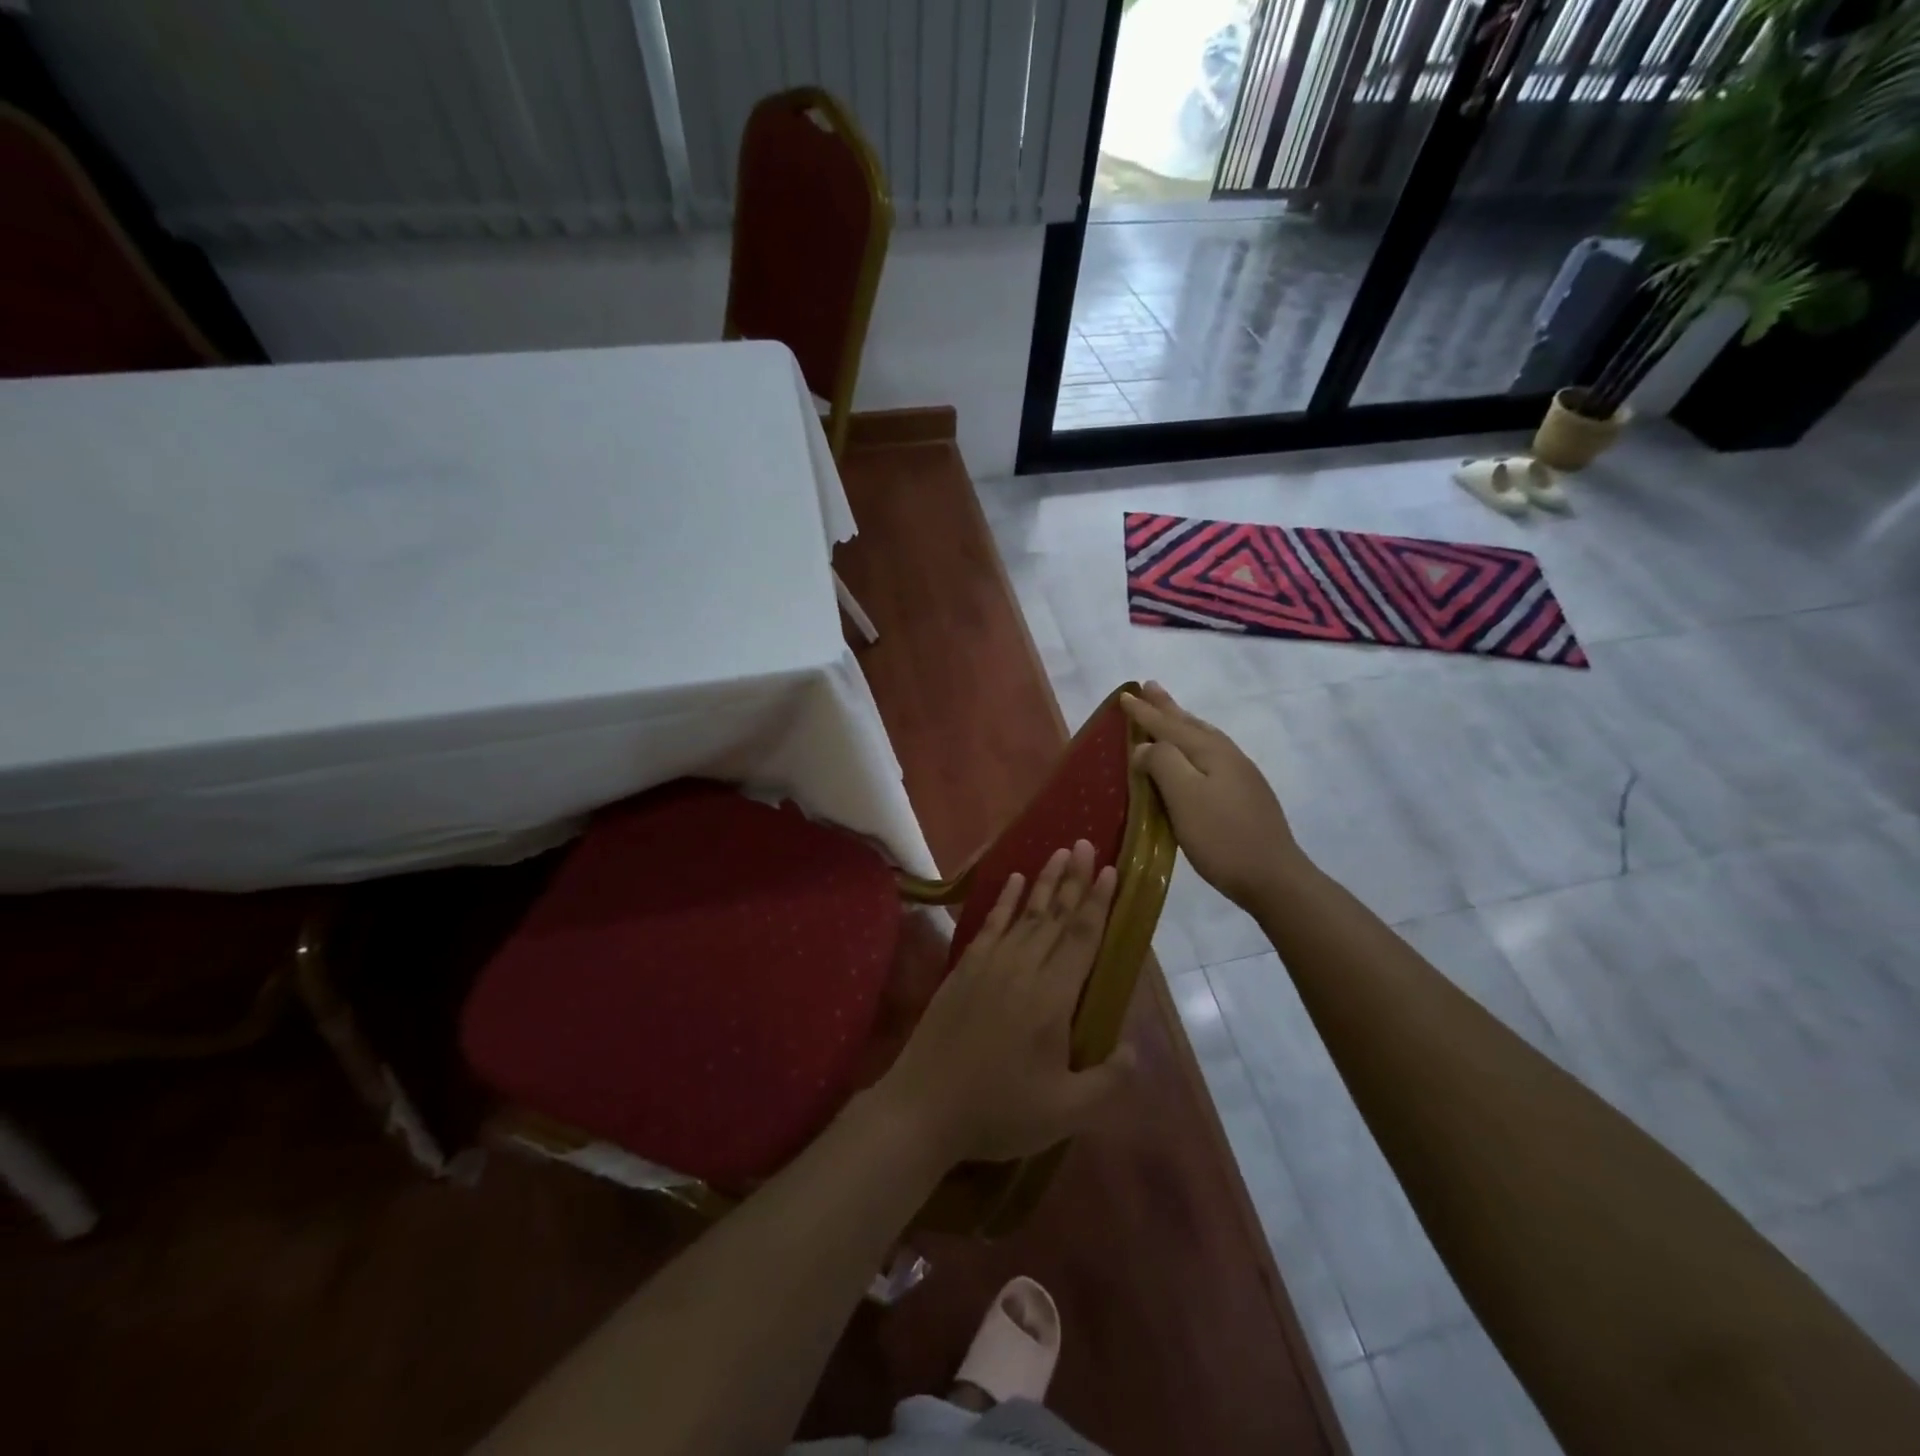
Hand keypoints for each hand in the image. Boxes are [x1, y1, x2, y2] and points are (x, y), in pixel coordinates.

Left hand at [874, 840, 1129, 1166]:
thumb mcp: (1065, 1112)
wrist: (924, 1107)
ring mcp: (989, 964)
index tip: (1110, 869)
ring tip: (1058, 851)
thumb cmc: (999, 1111)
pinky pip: (989, 924)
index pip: (1082, 938)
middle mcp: (1023, 968)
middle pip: (1055, 915)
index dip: (1098, 902)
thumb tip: (1136, 1049)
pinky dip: (1004, 901)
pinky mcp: (964, 969)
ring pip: (1025, 913)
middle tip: (1085, 844)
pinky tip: (1013, 881)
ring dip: (1044, 881)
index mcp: (1052, 997)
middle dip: (1074, 878)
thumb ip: (1107, 1081)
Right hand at [1121, 682, 1307, 911]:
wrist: (1274, 877)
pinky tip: (1195, 757)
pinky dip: (1193, 745)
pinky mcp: (1244, 796)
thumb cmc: (1222, 837)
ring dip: (1182, 722)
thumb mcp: (1184, 797)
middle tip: (1151, 686)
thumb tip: (1145, 747)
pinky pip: (1211, 756)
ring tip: (1171, 712)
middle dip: (1167, 707)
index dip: (1145, 712)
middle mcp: (1227, 756)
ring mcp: (1240, 776)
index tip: (1125, 694)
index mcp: (1210, 752)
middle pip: (1190, 725)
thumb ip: (1162, 764)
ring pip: (1204, 738)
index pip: (1169, 725)